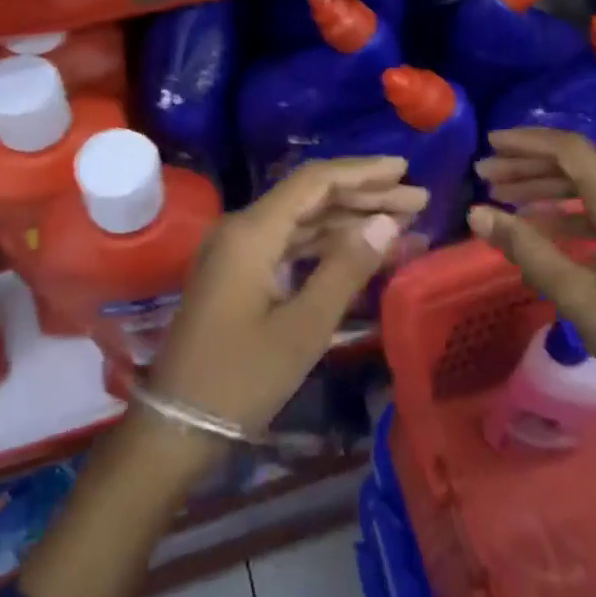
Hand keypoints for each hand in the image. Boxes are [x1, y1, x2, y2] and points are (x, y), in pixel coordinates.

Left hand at [147, 156, 425, 442]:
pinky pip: (290, 245)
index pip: (314, 181)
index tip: (405, 170)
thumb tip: (386, 221)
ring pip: (303, 221)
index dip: (362, 172)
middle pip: (311, 197)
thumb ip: (346, 269)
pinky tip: (363, 253)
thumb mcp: (303, 327)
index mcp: (252, 232)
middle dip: (364, 196)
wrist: (178, 426)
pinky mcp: (240, 274)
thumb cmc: (241, 378)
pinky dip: (328, 247)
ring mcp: (238, 251)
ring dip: (350, 221)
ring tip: (403, 226)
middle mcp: (242, 229)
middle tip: (417, 201)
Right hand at [470, 128, 595, 490]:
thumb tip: (476, 213)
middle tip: (485, 175)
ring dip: (547, 189)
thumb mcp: (576, 294)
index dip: (526, 142)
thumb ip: (525, 248)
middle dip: (530, 166)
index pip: (570, 150)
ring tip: (503, 196)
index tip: (488, 144)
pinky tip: (539, 227)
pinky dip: (570, 212)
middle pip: (579, 164)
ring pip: (591, 187)